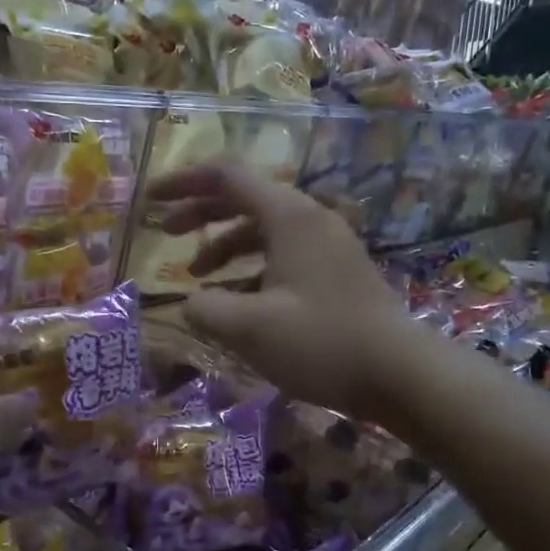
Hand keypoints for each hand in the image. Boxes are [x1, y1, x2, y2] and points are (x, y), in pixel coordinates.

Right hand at [148, 163, 421, 418]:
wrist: (400, 373)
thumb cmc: (321, 343)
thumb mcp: (249, 329)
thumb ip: (206, 309)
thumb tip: (190, 303)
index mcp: (289, 216)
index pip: (225, 177)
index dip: (182, 183)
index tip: (149, 201)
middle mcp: (310, 218)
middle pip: (244, 198)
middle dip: (200, 213)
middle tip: (165, 232)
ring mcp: (327, 244)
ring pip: (264, 229)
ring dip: (225, 246)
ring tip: (198, 277)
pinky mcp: (336, 271)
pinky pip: (283, 254)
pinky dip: (252, 268)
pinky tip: (239, 299)